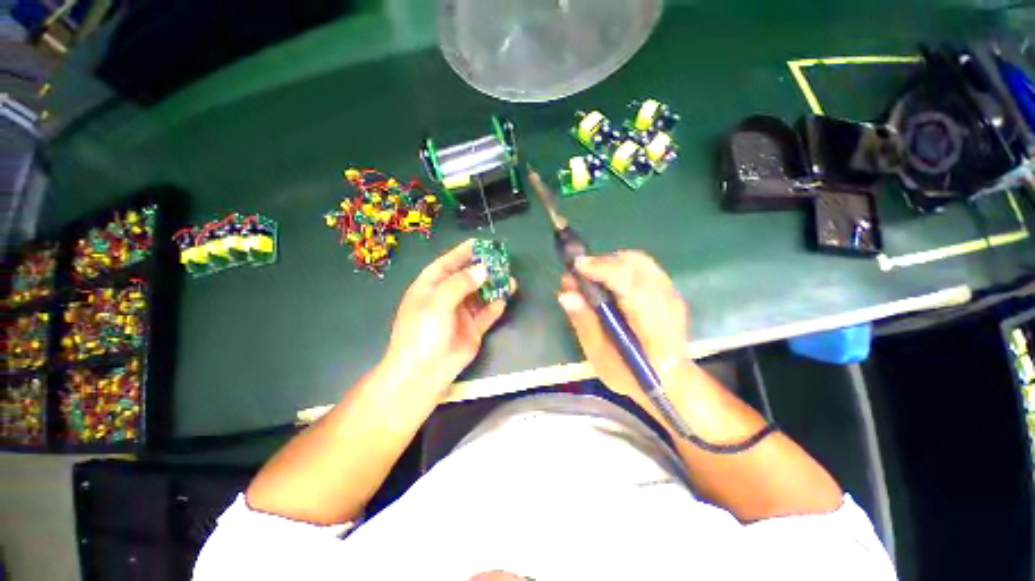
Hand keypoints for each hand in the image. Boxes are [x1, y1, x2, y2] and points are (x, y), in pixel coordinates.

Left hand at [382, 239, 515, 397]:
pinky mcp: (472, 330)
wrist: (424, 372)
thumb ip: (461, 283)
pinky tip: (504, 299)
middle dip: (483, 269)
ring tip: (510, 279)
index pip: (447, 264)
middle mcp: (446, 298)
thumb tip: (483, 269)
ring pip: (480, 296)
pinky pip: (487, 314)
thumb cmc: (423, 330)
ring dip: (493, 287)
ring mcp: (460, 314)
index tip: (480, 243)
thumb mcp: (438, 301)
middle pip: (467, 278)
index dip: (462, 253)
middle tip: (502, 261)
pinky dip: (495, 307)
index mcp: (430, 287)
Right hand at [557, 251, 689, 398]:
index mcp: (654, 326)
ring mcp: (672, 295)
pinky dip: (620, 265)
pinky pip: (643, 266)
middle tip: (577, 273)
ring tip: (589, 275)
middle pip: (636, 265)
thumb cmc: (631, 376)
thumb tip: (566, 294)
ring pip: (639, 261)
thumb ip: (585, 324)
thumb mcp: (601, 358)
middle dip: (603, 262)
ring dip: (610, 262)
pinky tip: (607, 279)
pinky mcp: (669, 290)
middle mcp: (668, 304)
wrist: (669, 381)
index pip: (631, 284)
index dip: (603, 270)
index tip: (576, 266)